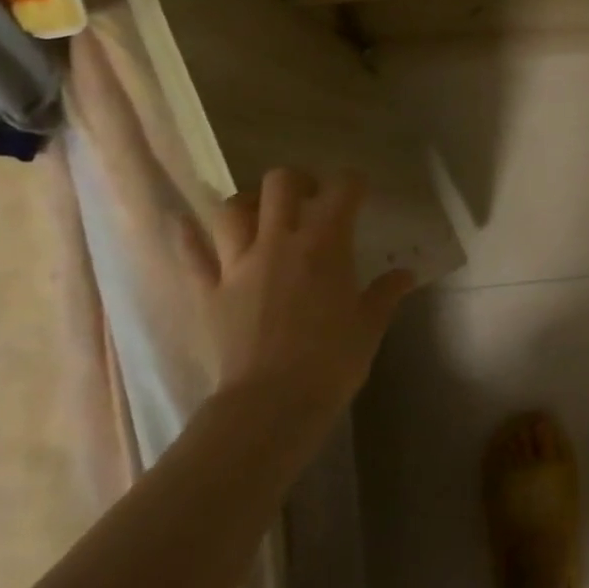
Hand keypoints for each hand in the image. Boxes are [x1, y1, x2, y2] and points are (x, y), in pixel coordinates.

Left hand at [205, 168, 416, 436]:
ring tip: (260, 214)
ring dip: (248, 204)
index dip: (352, 183)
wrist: (271, 405)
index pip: (342, 189)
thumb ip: (386, 293)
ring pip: (232, 210)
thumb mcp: (369, 326)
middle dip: (297, 181)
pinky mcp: (209, 292)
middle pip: (281, 183)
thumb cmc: (331, 361)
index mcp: (325, 243)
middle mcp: (279, 241)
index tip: (359, 192)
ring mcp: (238, 265)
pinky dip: (187, 236)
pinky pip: (191, 255)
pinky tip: (183, 223)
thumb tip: (404, 275)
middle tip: (309, 199)